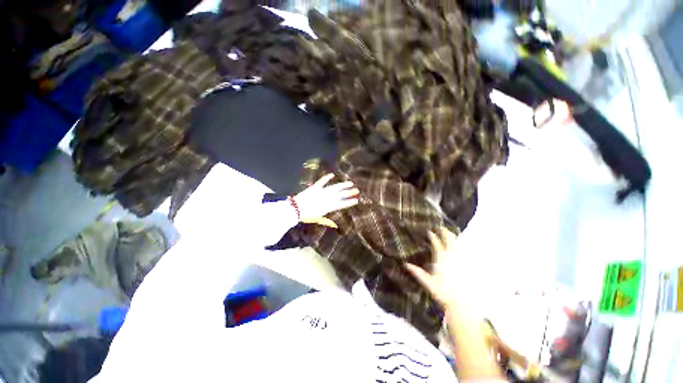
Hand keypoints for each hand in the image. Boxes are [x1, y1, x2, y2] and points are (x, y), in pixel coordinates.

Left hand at [293, 174, 359, 227]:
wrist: (295, 209)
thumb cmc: (306, 216)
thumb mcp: (317, 219)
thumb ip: (327, 221)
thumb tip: (336, 225)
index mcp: (328, 207)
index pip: (341, 204)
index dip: (349, 202)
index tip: (356, 200)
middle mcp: (327, 198)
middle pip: (340, 195)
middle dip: (349, 193)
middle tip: (357, 190)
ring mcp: (321, 192)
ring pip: (334, 188)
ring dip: (342, 185)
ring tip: (350, 183)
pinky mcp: (315, 187)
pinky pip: (322, 181)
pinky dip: (326, 178)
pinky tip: (332, 174)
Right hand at [405, 228, 457, 306]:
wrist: (462, 304)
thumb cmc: (443, 293)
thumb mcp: (428, 283)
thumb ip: (417, 273)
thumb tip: (405, 264)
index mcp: (441, 259)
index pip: (436, 243)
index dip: (432, 236)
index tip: (429, 231)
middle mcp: (451, 257)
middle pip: (449, 240)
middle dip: (445, 232)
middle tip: (440, 227)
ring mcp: (460, 260)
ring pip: (457, 244)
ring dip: (453, 237)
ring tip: (449, 233)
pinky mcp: (467, 265)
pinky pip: (463, 251)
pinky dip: (460, 246)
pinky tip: (459, 246)